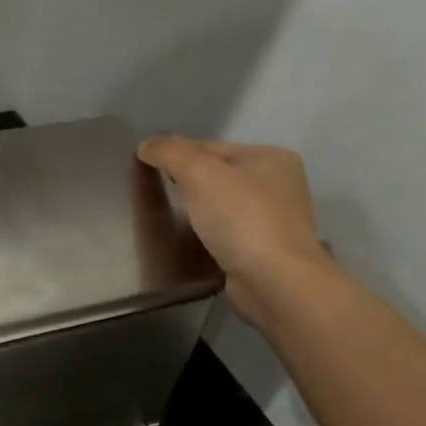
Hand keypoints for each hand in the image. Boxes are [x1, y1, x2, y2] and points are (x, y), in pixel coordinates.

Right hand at [137, 136, 334, 327]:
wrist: (274, 281)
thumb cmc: (241, 218)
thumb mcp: (199, 173)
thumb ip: (170, 152)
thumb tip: (146, 144)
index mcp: (271, 157)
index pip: (212, 146)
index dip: (178, 155)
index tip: (149, 170)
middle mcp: (279, 184)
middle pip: (218, 175)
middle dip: (188, 183)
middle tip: (158, 195)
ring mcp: (275, 219)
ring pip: (222, 204)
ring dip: (198, 210)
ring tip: (171, 219)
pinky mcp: (265, 250)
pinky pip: (227, 232)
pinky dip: (209, 234)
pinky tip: (193, 241)